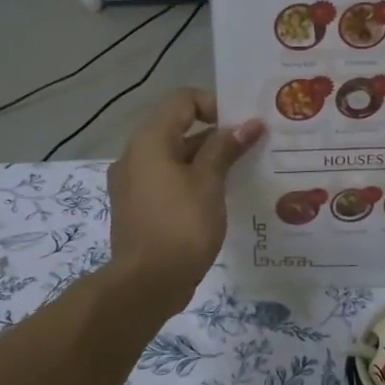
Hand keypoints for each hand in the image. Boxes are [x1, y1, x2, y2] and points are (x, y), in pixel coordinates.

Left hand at [107, 89, 262, 308]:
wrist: (146, 284)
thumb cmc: (181, 226)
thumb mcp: (209, 183)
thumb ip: (225, 148)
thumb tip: (247, 124)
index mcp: (149, 141)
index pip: (183, 101)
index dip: (215, 105)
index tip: (242, 126)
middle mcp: (134, 155)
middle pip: (178, 128)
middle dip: (216, 135)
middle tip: (251, 147)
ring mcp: (133, 183)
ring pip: (174, 157)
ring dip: (206, 160)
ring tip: (241, 172)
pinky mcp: (137, 207)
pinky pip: (167, 181)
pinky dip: (191, 181)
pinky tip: (218, 198)